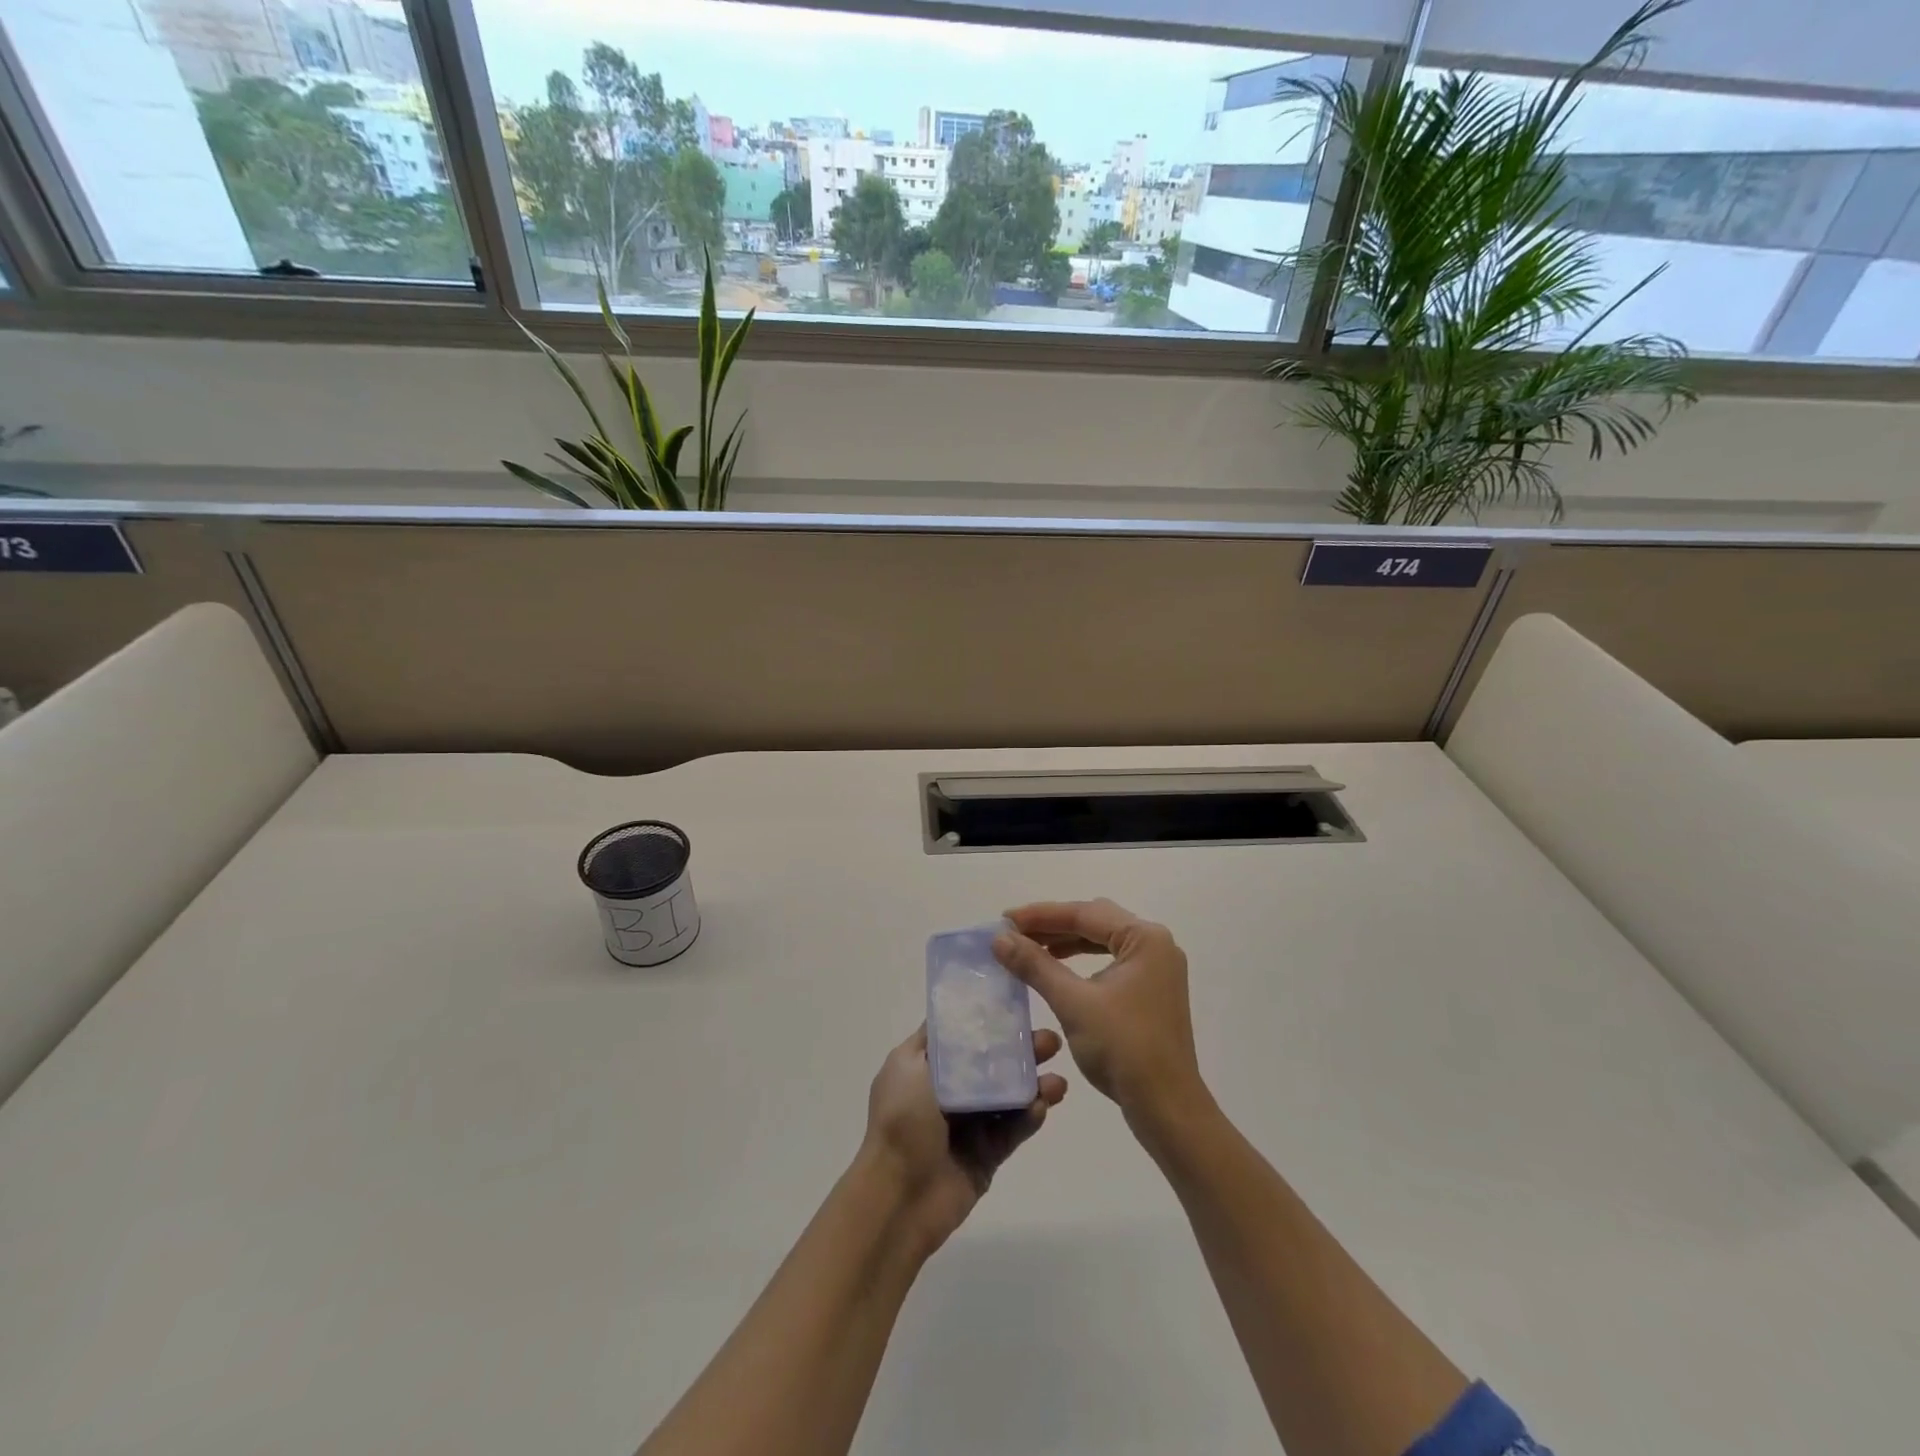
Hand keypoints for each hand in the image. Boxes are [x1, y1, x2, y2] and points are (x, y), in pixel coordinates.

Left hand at [860, 1023, 1067, 1254]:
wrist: (898, 1196)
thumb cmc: (901, 1121)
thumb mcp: (908, 1066)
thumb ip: (936, 1039)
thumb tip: (954, 1012)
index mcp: (926, 1067)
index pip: (961, 1036)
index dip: (987, 1021)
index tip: (1018, 1007)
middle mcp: (948, 1091)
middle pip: (991, 1064)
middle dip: (1021, 1051)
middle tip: (1051, 1042)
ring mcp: (969, 1124)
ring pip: (1008, 1096)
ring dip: (1033, 1085)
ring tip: (1058, 1082)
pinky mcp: (986, 1154)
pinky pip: (1012, 1130)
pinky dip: (1028, 1118)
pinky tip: (1043, 1106)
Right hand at [995, 900, 1210, 1134]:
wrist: (1166, 1107)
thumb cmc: (1123, 1048)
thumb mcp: (1073, 1003)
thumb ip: (1035, 965)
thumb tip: (999, 938)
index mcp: (1145, 938)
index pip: (1085, 913)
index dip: (1040, 915)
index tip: (1004, 919)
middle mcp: (1156, 945)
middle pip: (1095, 921)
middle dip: (1053, 925)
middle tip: (1014, 932)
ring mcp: (1157, 968)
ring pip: (1102, 941)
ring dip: (1066, 943)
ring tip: (1029, 948)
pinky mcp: (1152, 990)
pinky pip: (1111, 961)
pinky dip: (1082, 961)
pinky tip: (1057, 970)